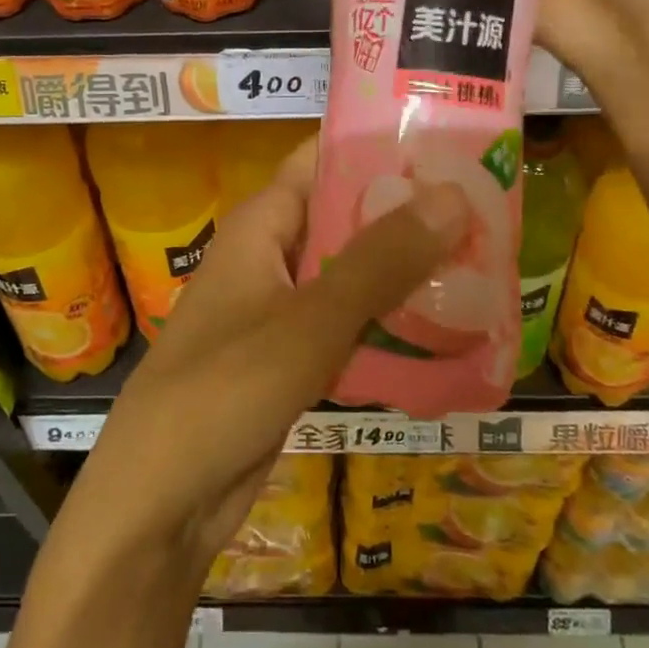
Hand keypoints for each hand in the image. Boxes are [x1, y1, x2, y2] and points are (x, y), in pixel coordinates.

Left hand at [58, 140, 466, 579]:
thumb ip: (380, 260)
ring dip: (407, 271)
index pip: (324, 160)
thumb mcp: (309, 321)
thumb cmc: (223, 392)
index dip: (381, 146)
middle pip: (346, 216)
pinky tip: (447, 330)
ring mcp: (281, 310)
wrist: (159, 505)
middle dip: (409, 213)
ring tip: (485, 262)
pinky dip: (390, 323)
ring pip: (353, 274)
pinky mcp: (293, 359)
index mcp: (261, 224)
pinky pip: (350, 325)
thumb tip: (453, 195)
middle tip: (489, 207)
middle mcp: (271, 256)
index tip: (451, 143)